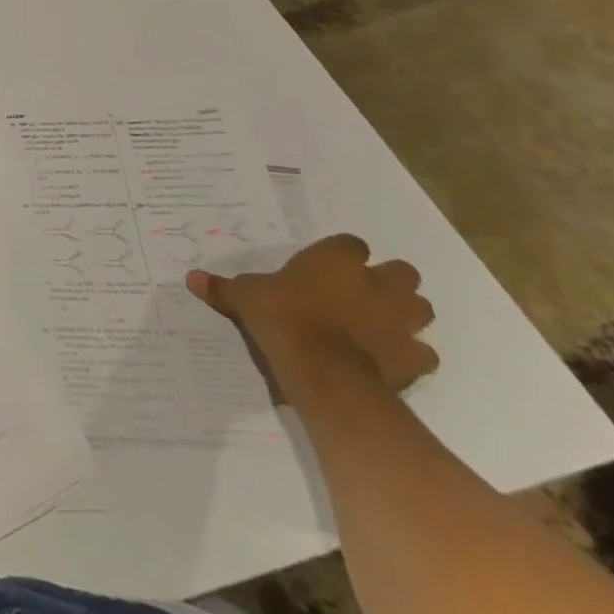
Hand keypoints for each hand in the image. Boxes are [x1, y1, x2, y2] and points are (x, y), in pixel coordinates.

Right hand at [187, 234, 438, 391]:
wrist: (323, 370)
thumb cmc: (282, 316)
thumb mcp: (245, 296)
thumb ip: (224, 287)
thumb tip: (190, 278)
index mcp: (336, 260)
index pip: (351, 243)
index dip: (343, 254)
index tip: (329, 266)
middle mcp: (375, 283)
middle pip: (402, 272)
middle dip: (389, 281)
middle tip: (364, 292)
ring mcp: (400, 321)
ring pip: (420, 308)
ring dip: (406, 314)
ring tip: (381, 324)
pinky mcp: (414, 358)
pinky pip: (423, 352)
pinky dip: (411, 354)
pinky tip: (390, 359)